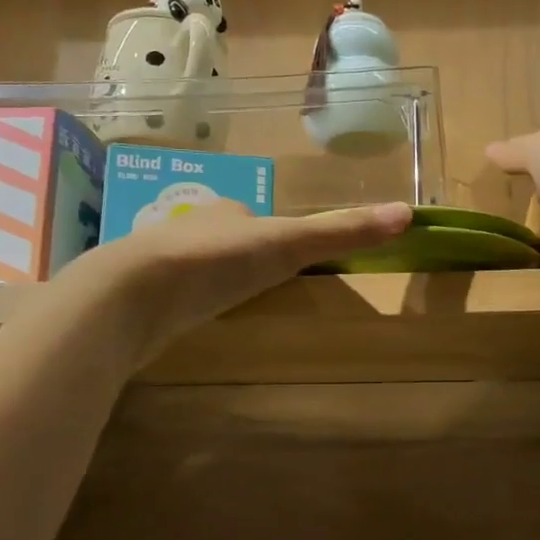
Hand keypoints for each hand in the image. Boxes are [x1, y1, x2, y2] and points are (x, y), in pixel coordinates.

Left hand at [83, 200, 413, 360]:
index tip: (289, 258)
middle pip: (226, 242)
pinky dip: (185, 307)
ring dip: (212, 282)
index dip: (274, 235)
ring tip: (231, 310)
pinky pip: (172, 298)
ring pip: (196, 269)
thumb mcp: (289, 244)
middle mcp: (192, 230)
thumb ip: (342, 230)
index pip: (256, 217)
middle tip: (262, 288)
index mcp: (227, 212)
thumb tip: (407, 214)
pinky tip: (190, 327)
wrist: (132, 295)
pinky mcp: (140, 299)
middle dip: (241, 260)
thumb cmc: (216, 261)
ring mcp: (161, 264)